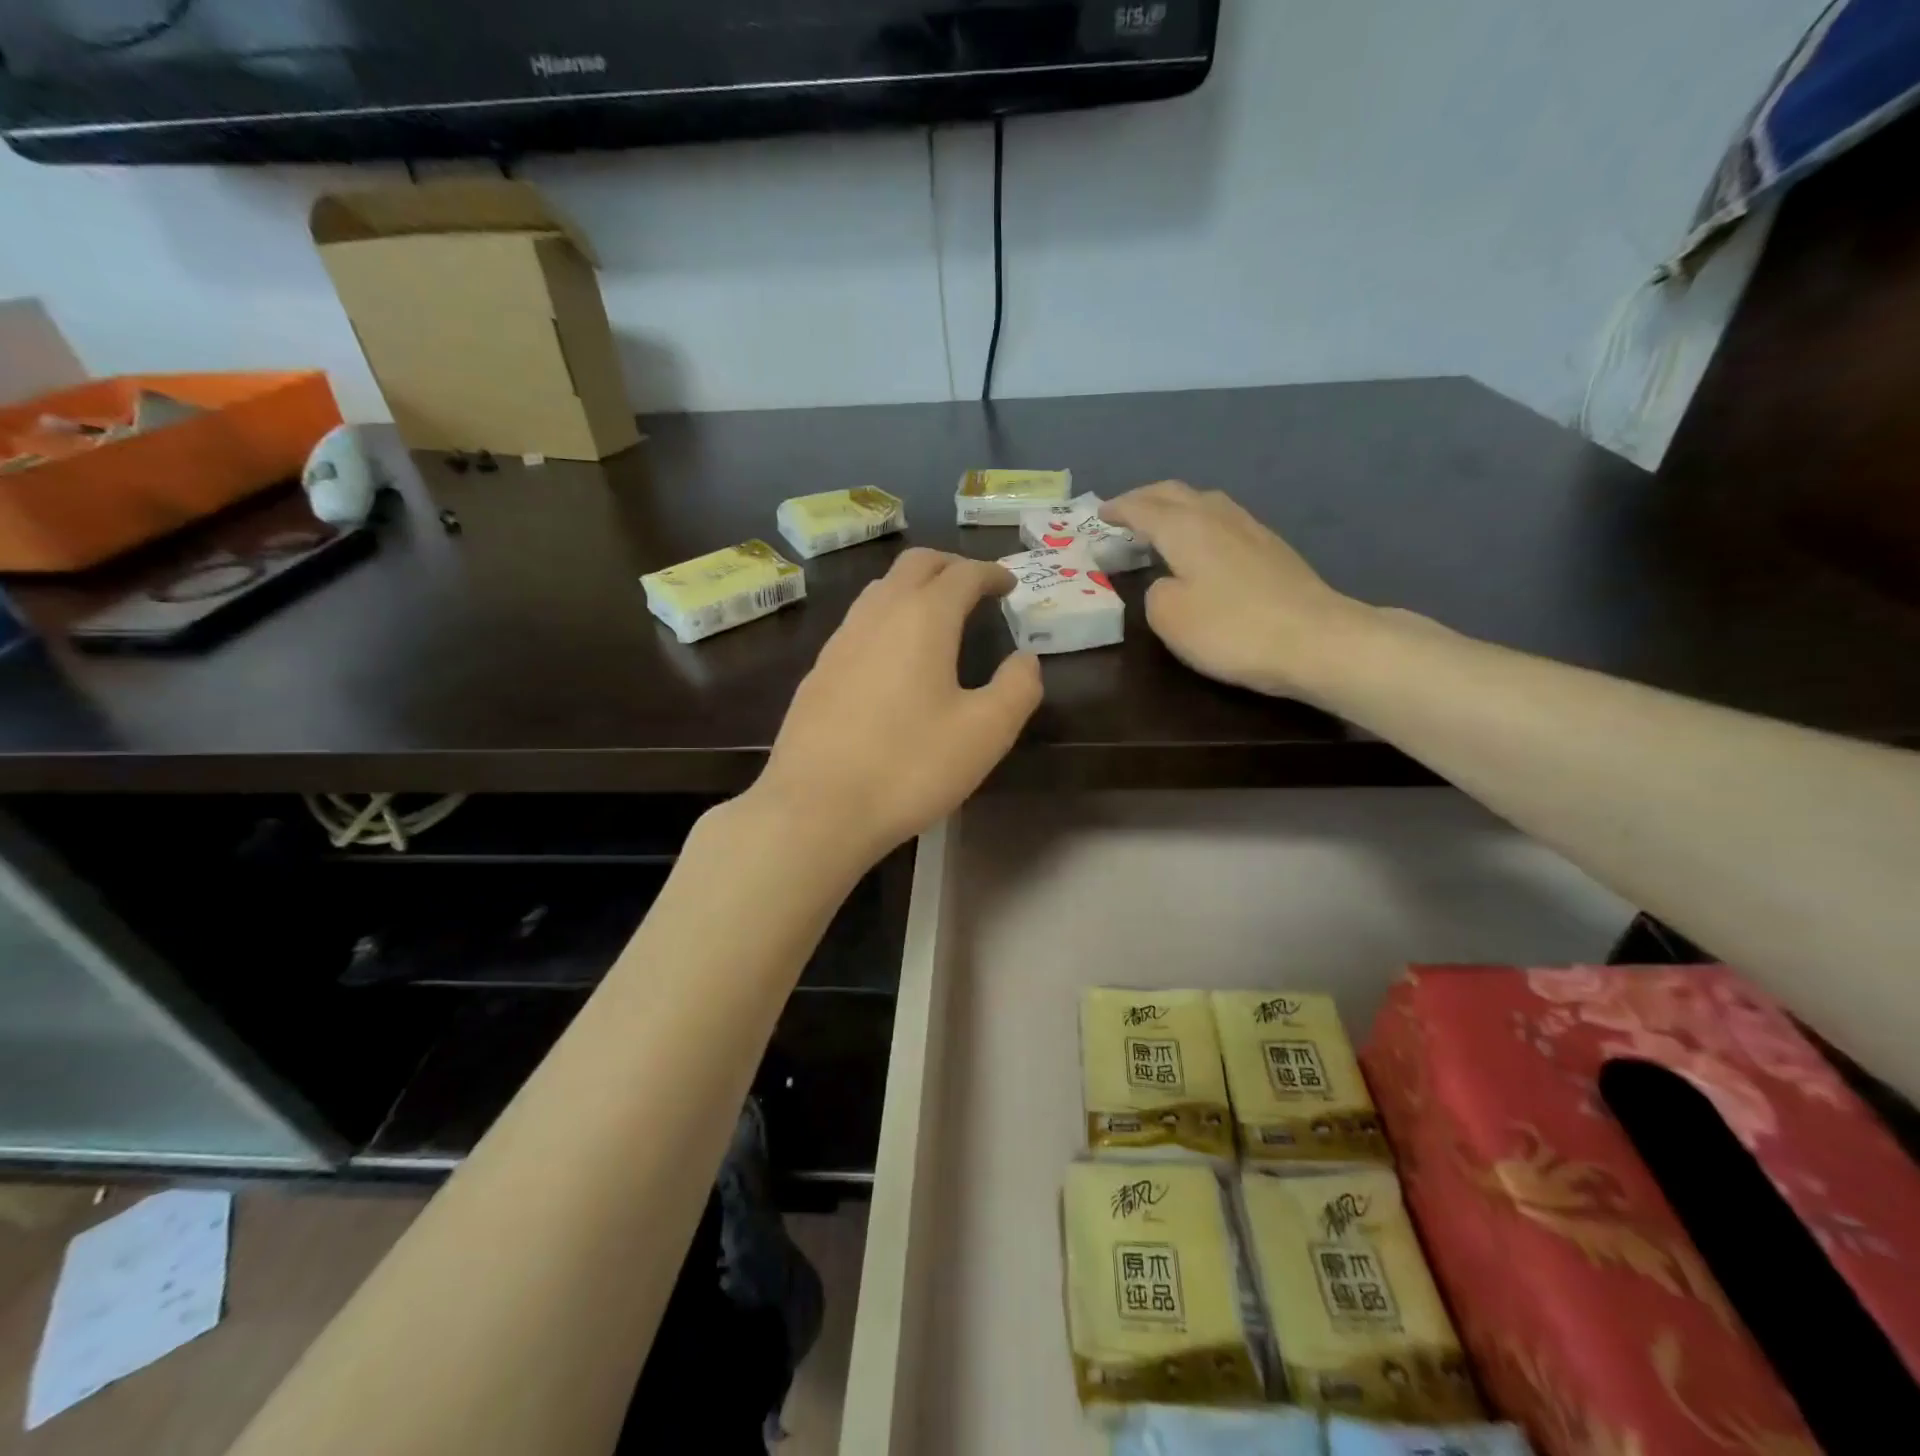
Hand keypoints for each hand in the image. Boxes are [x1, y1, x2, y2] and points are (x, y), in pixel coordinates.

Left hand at [750, 548, 1042, 865]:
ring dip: (914, 588)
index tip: (1010, 584)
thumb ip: (1017, 688)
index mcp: (922, 618)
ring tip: (937, 614)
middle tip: (976, 586)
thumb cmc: (909, 767)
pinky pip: (859, 624)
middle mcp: (877, 614)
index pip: (962, 574)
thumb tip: (1025, 660)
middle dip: (950, 566)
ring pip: (880, 590)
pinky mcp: (818, 672)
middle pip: (915, 565)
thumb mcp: (986, 733)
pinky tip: (893, 656)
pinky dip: (887, 618)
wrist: (816, 808)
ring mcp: (840, 641)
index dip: (991, 573)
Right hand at [1103, 481, 1373, 700]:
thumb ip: (1154, 593)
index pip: (1143, 508)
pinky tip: (1202, 544)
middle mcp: (1217, 516)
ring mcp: (1250, 529)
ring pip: (1203, 502)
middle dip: (1145, 498)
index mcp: (1185, 528)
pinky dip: (1199, 523)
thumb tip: (1166, 583)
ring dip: (1175, 507)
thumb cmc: (1233, 629)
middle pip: (1175, 493)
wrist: (1317, 640)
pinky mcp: (1272, 549)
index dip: (1118, 510)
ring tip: (1159, 524)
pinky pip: (1223, 520)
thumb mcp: (1170, 617)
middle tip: (1123, 513)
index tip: (1099, 515)